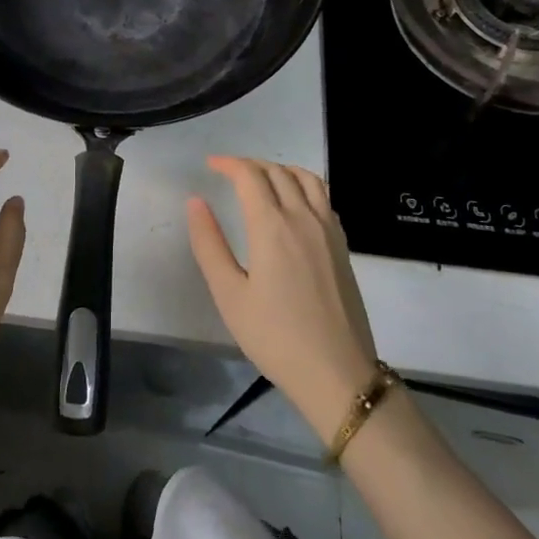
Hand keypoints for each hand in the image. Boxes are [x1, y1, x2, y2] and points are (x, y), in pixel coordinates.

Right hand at [186, 156, 379, 435]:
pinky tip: (292, 204)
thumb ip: (209, 244)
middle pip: (278, 172)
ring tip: (261, 179)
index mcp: (272, 226)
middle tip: (229, 172)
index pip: (250, 176)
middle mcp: (303, 217)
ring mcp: (328, 230)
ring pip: (306, 178)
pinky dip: (303, 185)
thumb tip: (196, 202)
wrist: (337, 373)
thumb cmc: (275, 337)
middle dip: (251, 164)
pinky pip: (323, 197)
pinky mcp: (342, 245)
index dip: (228, 164)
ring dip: (280, 169)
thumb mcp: (229, 295)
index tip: (210, 165)